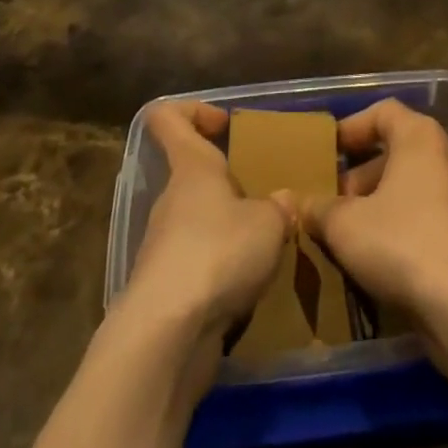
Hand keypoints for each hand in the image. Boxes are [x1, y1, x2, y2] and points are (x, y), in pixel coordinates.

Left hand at [122, 101, 293, 339]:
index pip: (167, 117)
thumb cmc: (218, 253)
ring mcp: (164, 246)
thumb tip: (284, 200)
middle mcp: (171, 199)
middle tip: (267, 198)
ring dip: (229, 232)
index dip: (194, 111)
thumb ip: (279, 206)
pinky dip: (222, 273)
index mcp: (191, 166)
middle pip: (194, 175)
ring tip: (267, 248)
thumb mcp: (268, 223)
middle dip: (230, 184)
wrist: (167, 336)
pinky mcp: (167, 291)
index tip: (226, 125)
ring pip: (199, 223)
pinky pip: (198, 266)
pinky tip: (250, 288)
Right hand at [299, 100, 447, 315]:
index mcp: (420, 136)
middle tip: (335, 202)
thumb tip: (294, 203)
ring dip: (383, 203)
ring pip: (416, 186)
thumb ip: (317, 209)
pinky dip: (408, 226)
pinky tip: (385, 259)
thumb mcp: (345, 226)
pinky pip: (434, 216)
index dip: (352, 127)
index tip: (328, 151)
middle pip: (398, 151)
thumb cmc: (403, 244)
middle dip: (362, 175)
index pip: (382, 112)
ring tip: (354, 234)